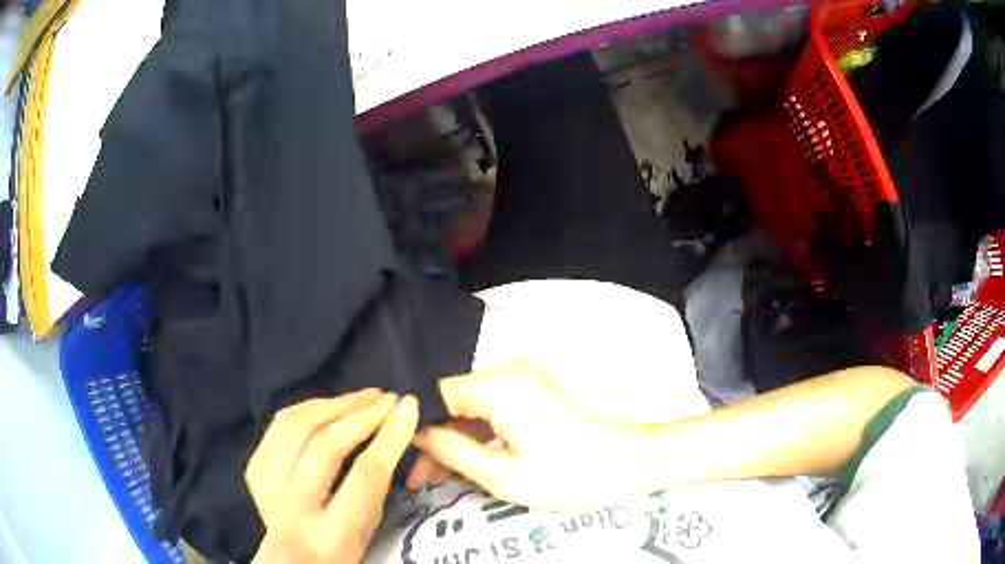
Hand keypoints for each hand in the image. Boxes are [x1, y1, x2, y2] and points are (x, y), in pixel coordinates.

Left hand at [246, 389, 419, 563]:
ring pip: (295, 428)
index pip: (364, 476)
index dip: (389, 438)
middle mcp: (294, 508)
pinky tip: (326, 405)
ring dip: (332, 405)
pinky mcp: (253, 470)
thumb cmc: (339, 550)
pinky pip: (277, 427)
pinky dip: (305, 410)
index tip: (408, 408)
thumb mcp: (367, 530)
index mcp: (332, 534)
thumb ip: (375, 487)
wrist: (289, 561)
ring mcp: (267, 487)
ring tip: (361, 397)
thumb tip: (391, 431)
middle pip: (325, 447)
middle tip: (386, 398)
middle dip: (360, 415)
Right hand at [413, 360, 647, 509]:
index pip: (435, 396)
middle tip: (417, 479)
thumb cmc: (569, 474)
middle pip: (453, 403)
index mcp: (497, 385)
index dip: (414, 428)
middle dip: (434, 441)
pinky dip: (479, 434)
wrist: (631, 462)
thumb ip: (452, 451)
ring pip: (473, 408)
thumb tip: (418, 434)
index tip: (402, 459)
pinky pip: (494, 409)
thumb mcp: (502, 474)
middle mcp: (508, 370)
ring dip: (456, 440)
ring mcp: (525, 379)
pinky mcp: (537, 391)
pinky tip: (468, 461)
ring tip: (437, 478)